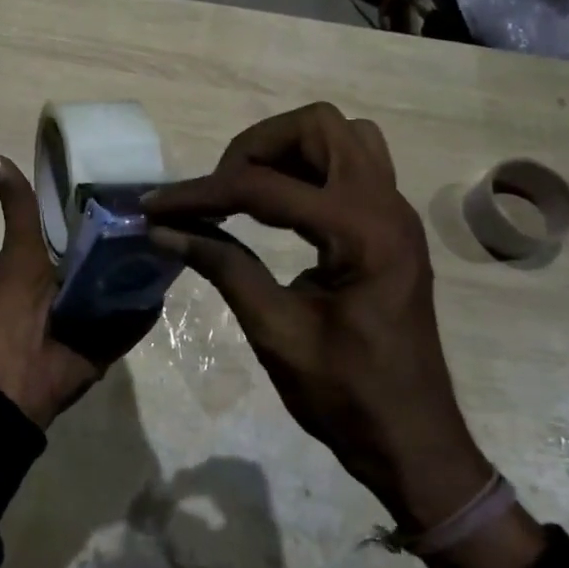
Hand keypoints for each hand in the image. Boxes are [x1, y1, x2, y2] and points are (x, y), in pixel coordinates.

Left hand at [0, 155, 155, 429]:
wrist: (13, 376)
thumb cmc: (10, 307)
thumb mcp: (17, 250)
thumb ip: (18, 208)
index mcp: (51, 260)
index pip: (84, 225)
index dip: (104, 204)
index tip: (133, 179)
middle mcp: (75, 282)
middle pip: (110, 252)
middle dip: (132, 233)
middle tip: (169, 204)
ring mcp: (96, 312)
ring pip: (127, 281)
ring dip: (147, 265)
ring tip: (184, 232)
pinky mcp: (113, 336)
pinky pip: (138, 315)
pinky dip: (151, 301)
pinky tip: (178, 273)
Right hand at [146, 104, 542, 567]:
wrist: (412, 441)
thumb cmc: (346, 396)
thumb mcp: (276, 331)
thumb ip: (222, 266)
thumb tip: (163, 230)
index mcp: (362, 233)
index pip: (266, 186)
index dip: (202, 193)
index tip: (156, 206)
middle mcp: (387, 206)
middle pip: (320, 126)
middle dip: (258, 146)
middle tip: (220, 188)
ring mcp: (395, 213)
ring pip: (343, 136)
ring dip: (289, 149)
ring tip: (247, 190)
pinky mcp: (390, 227)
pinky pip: (353, 165)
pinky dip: (310, 169)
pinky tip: (279, 208)